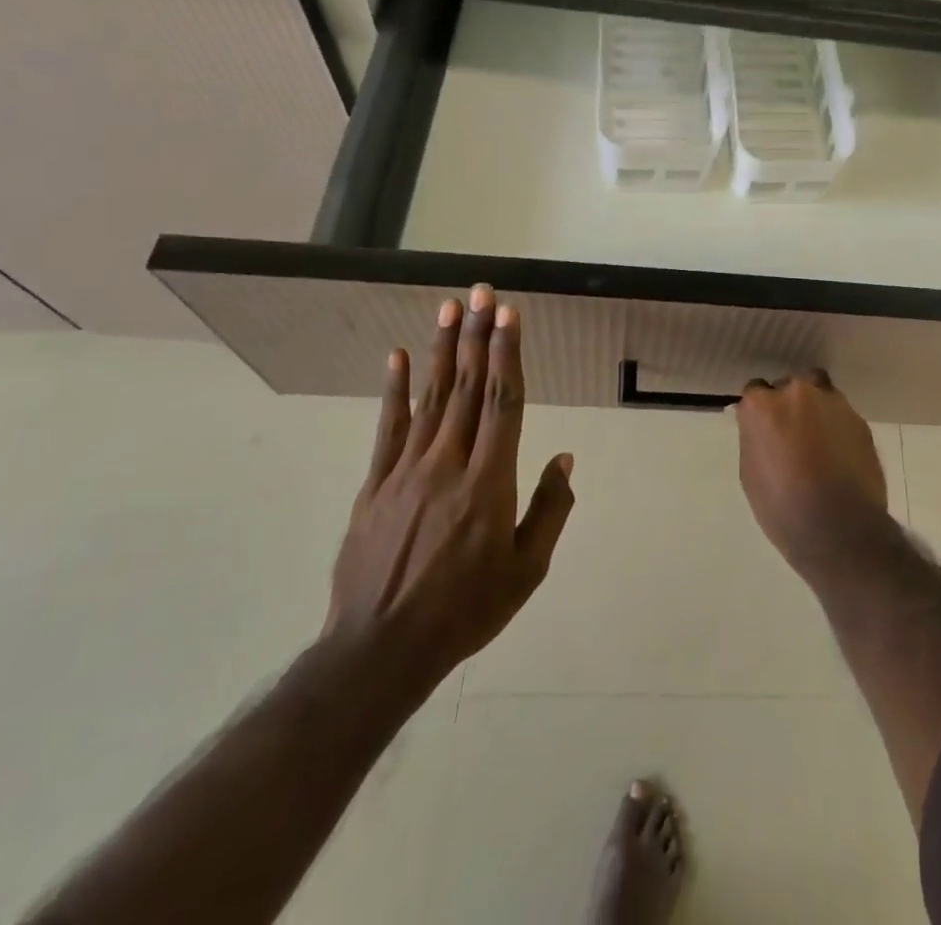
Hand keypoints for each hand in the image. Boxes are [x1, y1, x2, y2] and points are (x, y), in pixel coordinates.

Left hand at [323, 286, 574, 719]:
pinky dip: (394, 390)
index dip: (507, 354)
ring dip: (441, 349)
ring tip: (449, 308)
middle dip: (477, 335)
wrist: (381, 649)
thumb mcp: (526, 570)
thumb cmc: (466, 610)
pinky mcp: (376, 484)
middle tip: (481, 291)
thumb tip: (564, 458)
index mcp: (489, 482)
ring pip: (430, 397)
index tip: (510, 315)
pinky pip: (388, 427)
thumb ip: (549, 510)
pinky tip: (396, 357)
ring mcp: (406, 470)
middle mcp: (448, 463)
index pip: (503, 403)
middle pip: (467, 387)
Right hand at [734, 371, 889, 579]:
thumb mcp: (751, 473)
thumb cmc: (782, 507)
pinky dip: (838, 428)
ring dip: (816, 411)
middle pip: (790, 387)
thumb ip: (755, 438)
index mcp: (764, 405)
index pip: (755, 391)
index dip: (760, 411)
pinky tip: (839, 456)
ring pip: (820, 394)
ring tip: (819, 443)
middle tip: (792, 436)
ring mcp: (833, 403)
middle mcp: (798, 393)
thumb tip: (759, 428)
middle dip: (789, 405)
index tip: (763, 428)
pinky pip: (842, 416)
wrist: (839, 529)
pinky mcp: (860, 420)